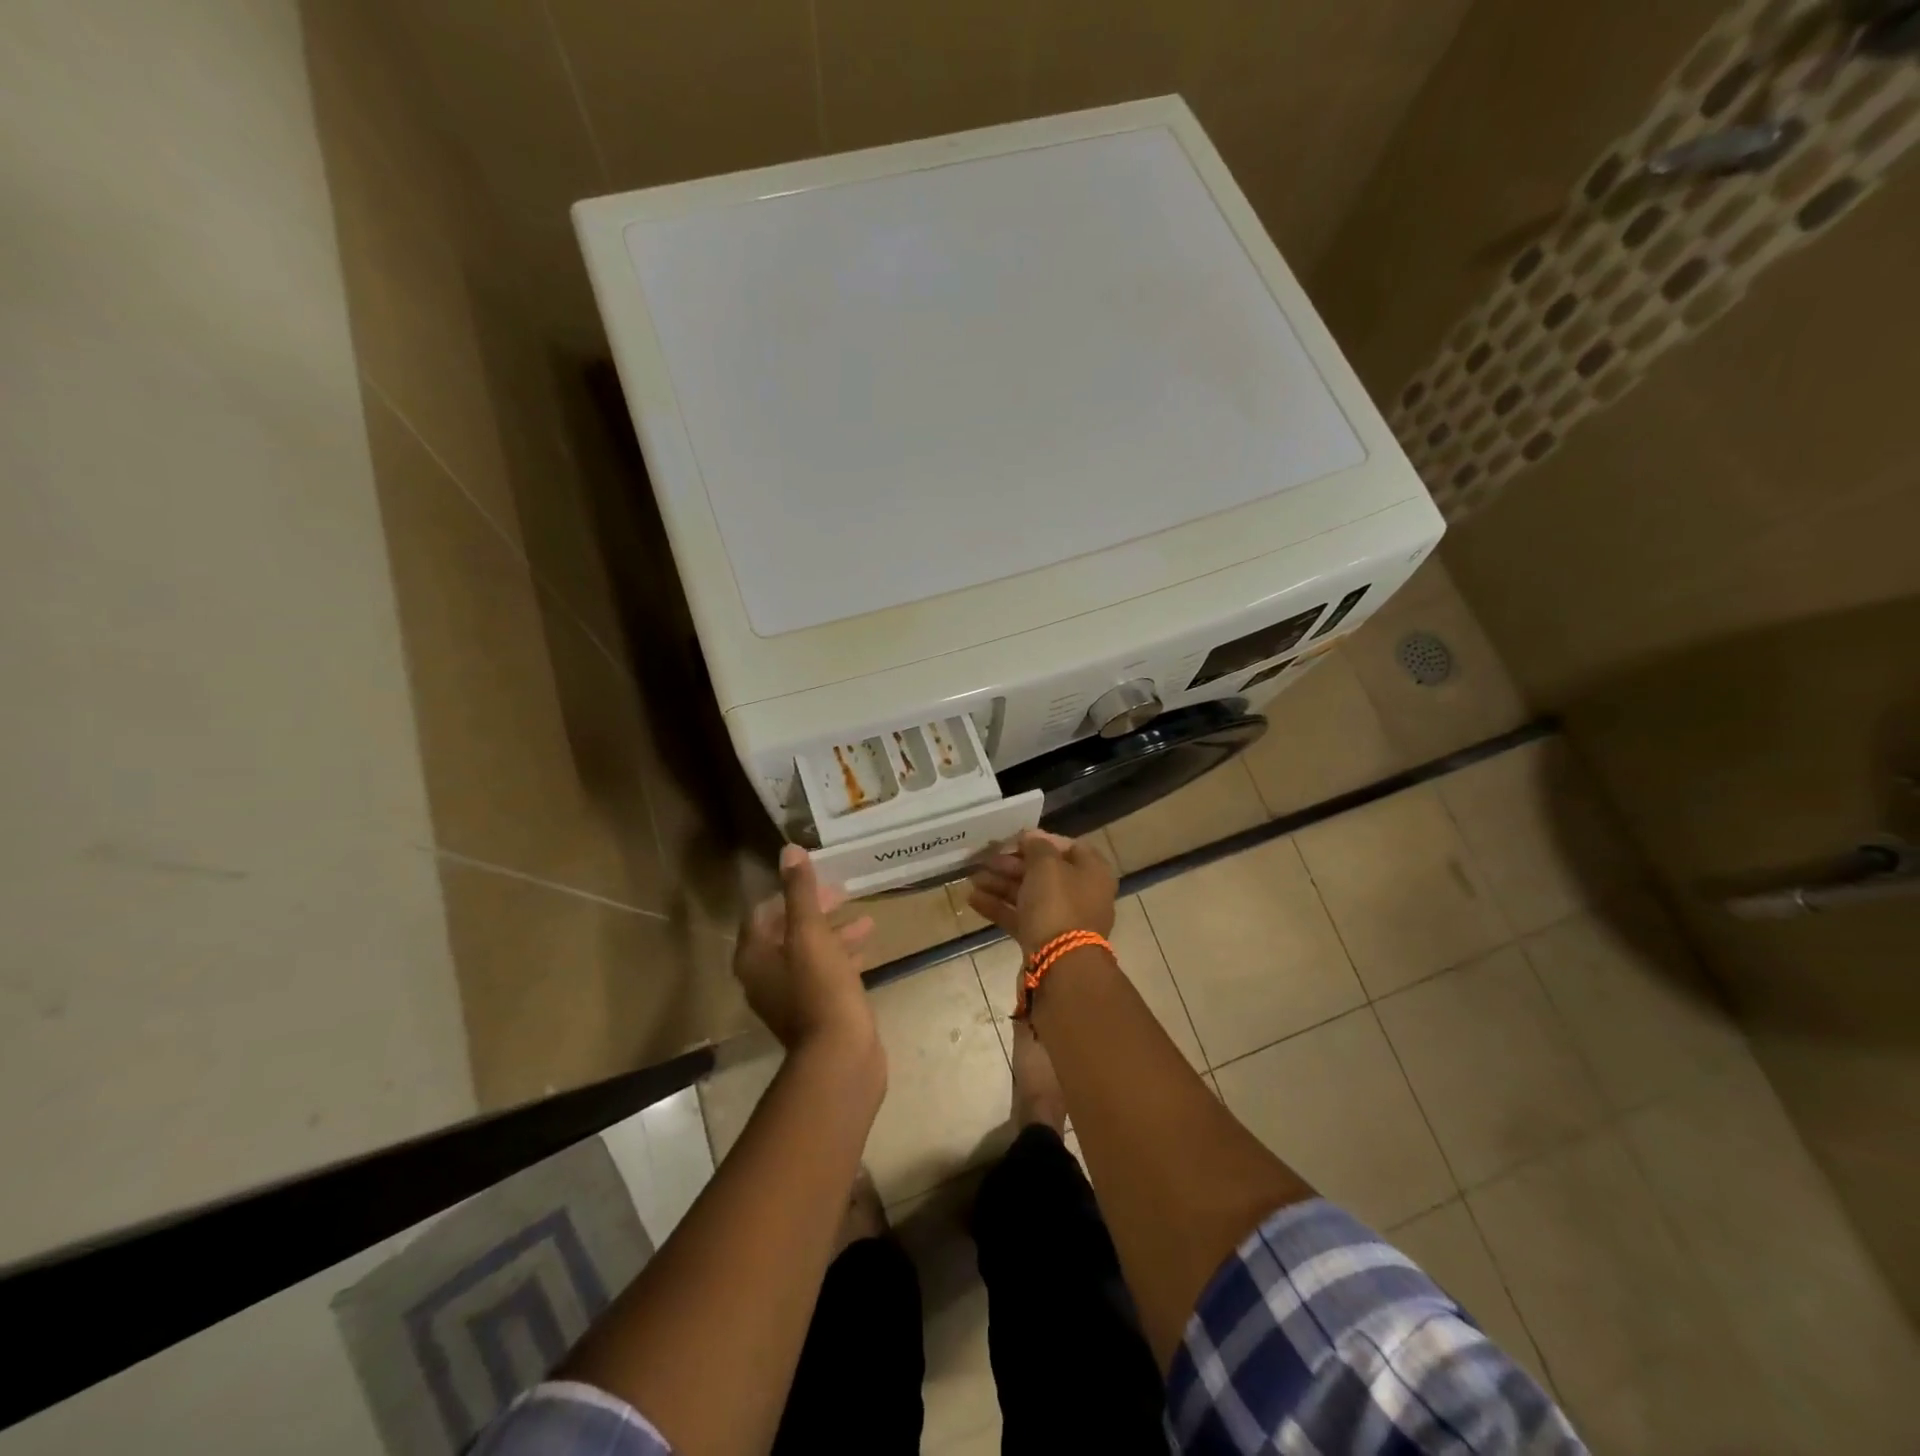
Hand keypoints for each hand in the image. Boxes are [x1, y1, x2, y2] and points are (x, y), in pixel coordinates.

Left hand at [735, 846, 877, 1054]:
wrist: (840, 1057)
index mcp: (754, 957)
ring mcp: (789, 997)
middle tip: (844, 895)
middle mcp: (764, 976)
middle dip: (816, 910)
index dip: (790, 892)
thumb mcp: (811, 933)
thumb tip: (788, 850)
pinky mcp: (814, 1011)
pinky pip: (825, 974)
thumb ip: (800, 892)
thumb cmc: (821, 989)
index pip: (763, 912)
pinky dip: (842, 957)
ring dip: (834, 933)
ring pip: (809, 953)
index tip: (820, 881)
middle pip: (787, 932)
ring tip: (867, 920)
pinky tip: (867, 950)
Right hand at [967, 830, 1116, 957]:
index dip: (1040, 840)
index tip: (1013, 840)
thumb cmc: (1057, 905)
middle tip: (985, 860)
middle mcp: (1082, 894)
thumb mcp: (1046, 865)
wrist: (1060, 966)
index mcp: (1092, 872)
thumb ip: (1037, 846)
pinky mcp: (1044, 940)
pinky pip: (1020, 917)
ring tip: (972, 879)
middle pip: (1044, 872)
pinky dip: (999, 907)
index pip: (1067, 847)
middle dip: (1012, 865)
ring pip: (1029, 895)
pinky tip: (973, 899)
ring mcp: (1062, 920)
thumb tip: (1031, 836)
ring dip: (1001, 885)